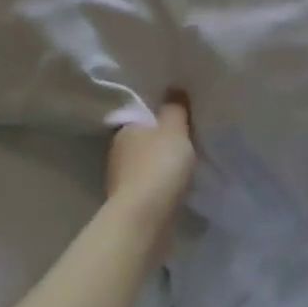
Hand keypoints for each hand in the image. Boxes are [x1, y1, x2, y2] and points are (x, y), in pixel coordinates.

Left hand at [105, 95, 195, 237]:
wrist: (144, 218)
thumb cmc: (159, 165)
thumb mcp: (174, 129)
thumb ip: (175, 108)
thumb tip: (173, 88)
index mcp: (126, 129)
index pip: (145, 116)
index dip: (163, 117)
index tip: (182, 120)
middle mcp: (118, 151)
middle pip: (145, 140)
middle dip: (162, 142)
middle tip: (189, 142)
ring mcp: (122, 179)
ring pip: (146, 164)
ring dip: (161, 166)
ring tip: (186, 167)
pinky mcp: (130, 202)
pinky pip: (150, 186)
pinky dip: (161, 185)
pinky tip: (177, 188)